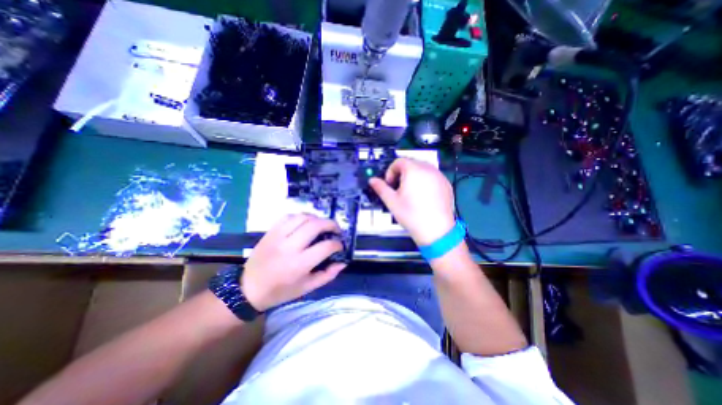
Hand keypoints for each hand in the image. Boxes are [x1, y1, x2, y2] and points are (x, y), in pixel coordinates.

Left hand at [239, 213, 346, 310]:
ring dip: (317, 218)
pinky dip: (301, 217)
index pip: (326, 247)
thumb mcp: (306, 288)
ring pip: (303, 217)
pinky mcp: (271, 231)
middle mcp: (290, 246)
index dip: (337, 244)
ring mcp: (278, 236)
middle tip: (336, 230)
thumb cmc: (280, 291)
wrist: (248, 289)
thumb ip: (327, 275)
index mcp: (300, 264)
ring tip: (322, 225)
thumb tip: (342, 263)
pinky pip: (289, 216)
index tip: (340, 246)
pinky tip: (305, 223)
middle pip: (315, 225)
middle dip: (331, 225)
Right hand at [369, 158, 453, 244]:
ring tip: (411, 192)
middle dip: (402, 173)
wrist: (436, 230)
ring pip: (423, 169)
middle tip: (399, 188)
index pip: (399, 161)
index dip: (390, 171)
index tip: (390, 184)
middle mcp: (428, 169)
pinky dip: (425, 180)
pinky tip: (423, 196)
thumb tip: (372, 180)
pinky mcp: (446, 184)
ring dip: (414, 176)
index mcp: (413, 170)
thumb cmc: (412, 215)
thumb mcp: (392, 201)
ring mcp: (439, 176)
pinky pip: (433, 176)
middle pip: (411, 163)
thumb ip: (380, 188)